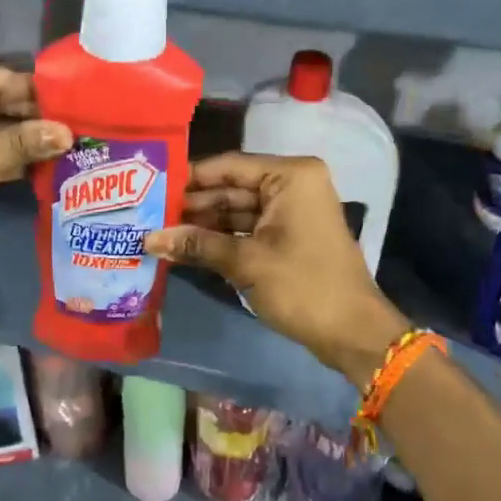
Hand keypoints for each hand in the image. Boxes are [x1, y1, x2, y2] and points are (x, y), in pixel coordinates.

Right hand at [145, 153, 408, 387]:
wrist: (353, 334)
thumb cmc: (303, 286)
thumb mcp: (245, 263)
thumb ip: (196, 245)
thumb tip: (147, 239)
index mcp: (290, 176)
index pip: (229, 166)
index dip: (189, 177)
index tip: (150, 186)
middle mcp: (291, 185)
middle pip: (231, 187)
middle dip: (192, 204)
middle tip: (147, 213)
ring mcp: (291, 212)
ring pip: (236, 210)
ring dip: (202, 224)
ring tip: (157, 231)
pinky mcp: (288, 236)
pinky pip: (247, 229)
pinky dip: (219, 239)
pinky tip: (184, 247)